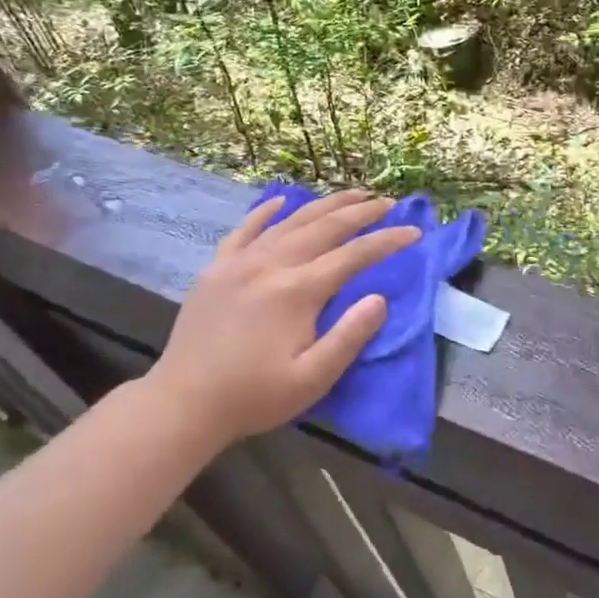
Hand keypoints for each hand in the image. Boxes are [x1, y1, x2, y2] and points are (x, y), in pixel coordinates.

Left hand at [141, 190, 419, 451]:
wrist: (184, 403)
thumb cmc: (254, 396)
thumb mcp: (312, 378)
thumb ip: (349, 337)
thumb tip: (380, 299)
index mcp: (297, 291)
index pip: (353, 256)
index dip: (386, 241)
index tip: (414, 232)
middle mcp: (270, 265)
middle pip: (324, 227)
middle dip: (360, 212)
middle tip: (388, 202)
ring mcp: (239, 263)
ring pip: (289, 221)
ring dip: (324, 205)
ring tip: (351, 194)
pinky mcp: (216, 269)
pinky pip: (244, 230)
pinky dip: (265, 212)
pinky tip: (280, 201)